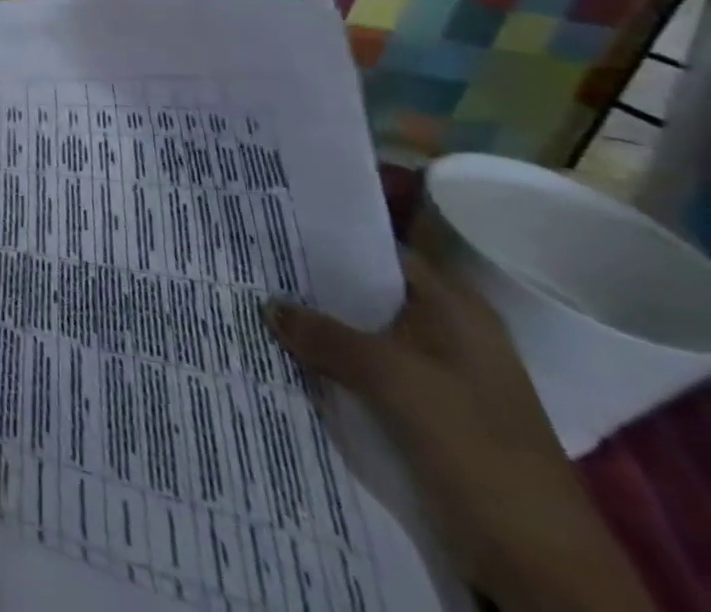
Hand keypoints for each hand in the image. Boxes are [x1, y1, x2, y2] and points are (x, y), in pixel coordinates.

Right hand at [266, 250, 651, 611]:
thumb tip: (268, 306)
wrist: (539, 562)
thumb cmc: (474, 447)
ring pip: (362, 335)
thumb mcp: (393, 380)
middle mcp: (448, 333)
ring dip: (318, 329)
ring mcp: (439, 377)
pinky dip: (332, 365)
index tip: (271, 226)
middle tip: (249, 264)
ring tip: (254, 305)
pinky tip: (287, 357)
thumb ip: (326, 336)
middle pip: (367, 294)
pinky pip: (367, 373)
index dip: (328, 238)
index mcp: (456, 310)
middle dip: (312, 285)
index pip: (380, 251)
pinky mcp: (426, 414)